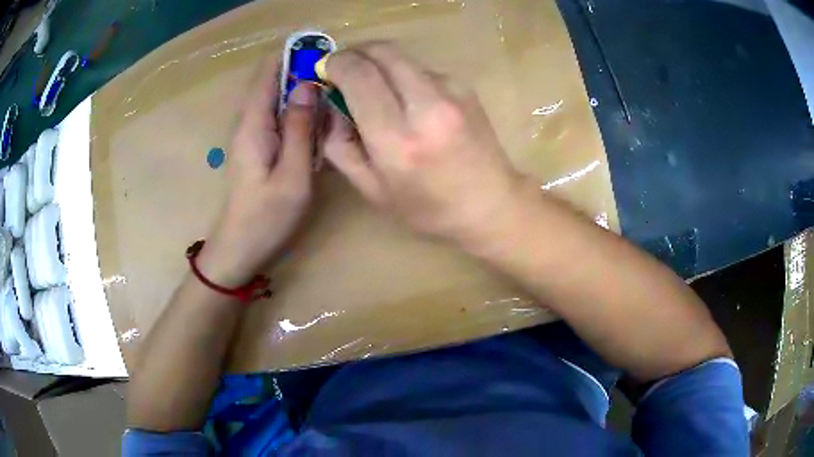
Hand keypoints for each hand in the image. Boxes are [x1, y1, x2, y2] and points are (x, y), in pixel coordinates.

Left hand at [198, 57, 318, 286]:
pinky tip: (319, 123)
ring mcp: (252, 134)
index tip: (325, 51)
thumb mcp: (292, 175)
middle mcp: (249, 121)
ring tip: (336, 95)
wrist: (239, 249)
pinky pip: (279, 116)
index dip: (293, 54)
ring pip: (278, 97)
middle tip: (340, 77)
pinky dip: (299, 111)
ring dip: (304, 91)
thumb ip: (300, 129)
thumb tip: (308, 85)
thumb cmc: (266, 218)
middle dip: (304, 71)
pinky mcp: (259, 146)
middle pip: (273, 79)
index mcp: (253, 123)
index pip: (267, 71)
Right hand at [322, 43, 522, 244]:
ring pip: (401, 57)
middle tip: (343, 69)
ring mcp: (452, 90)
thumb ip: (340, 145)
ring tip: (372, 88)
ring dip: (378, 64)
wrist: (491, 203)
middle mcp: (427, 105)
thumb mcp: (371, 189)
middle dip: (354, 53)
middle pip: (381, 52)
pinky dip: (401, 75)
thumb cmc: (428, 207)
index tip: (325, 70)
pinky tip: (405, 99)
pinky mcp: (464, 86)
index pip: (359, 76)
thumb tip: (331, 104)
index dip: (336, 64)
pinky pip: (420, 68)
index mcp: (399, 140)